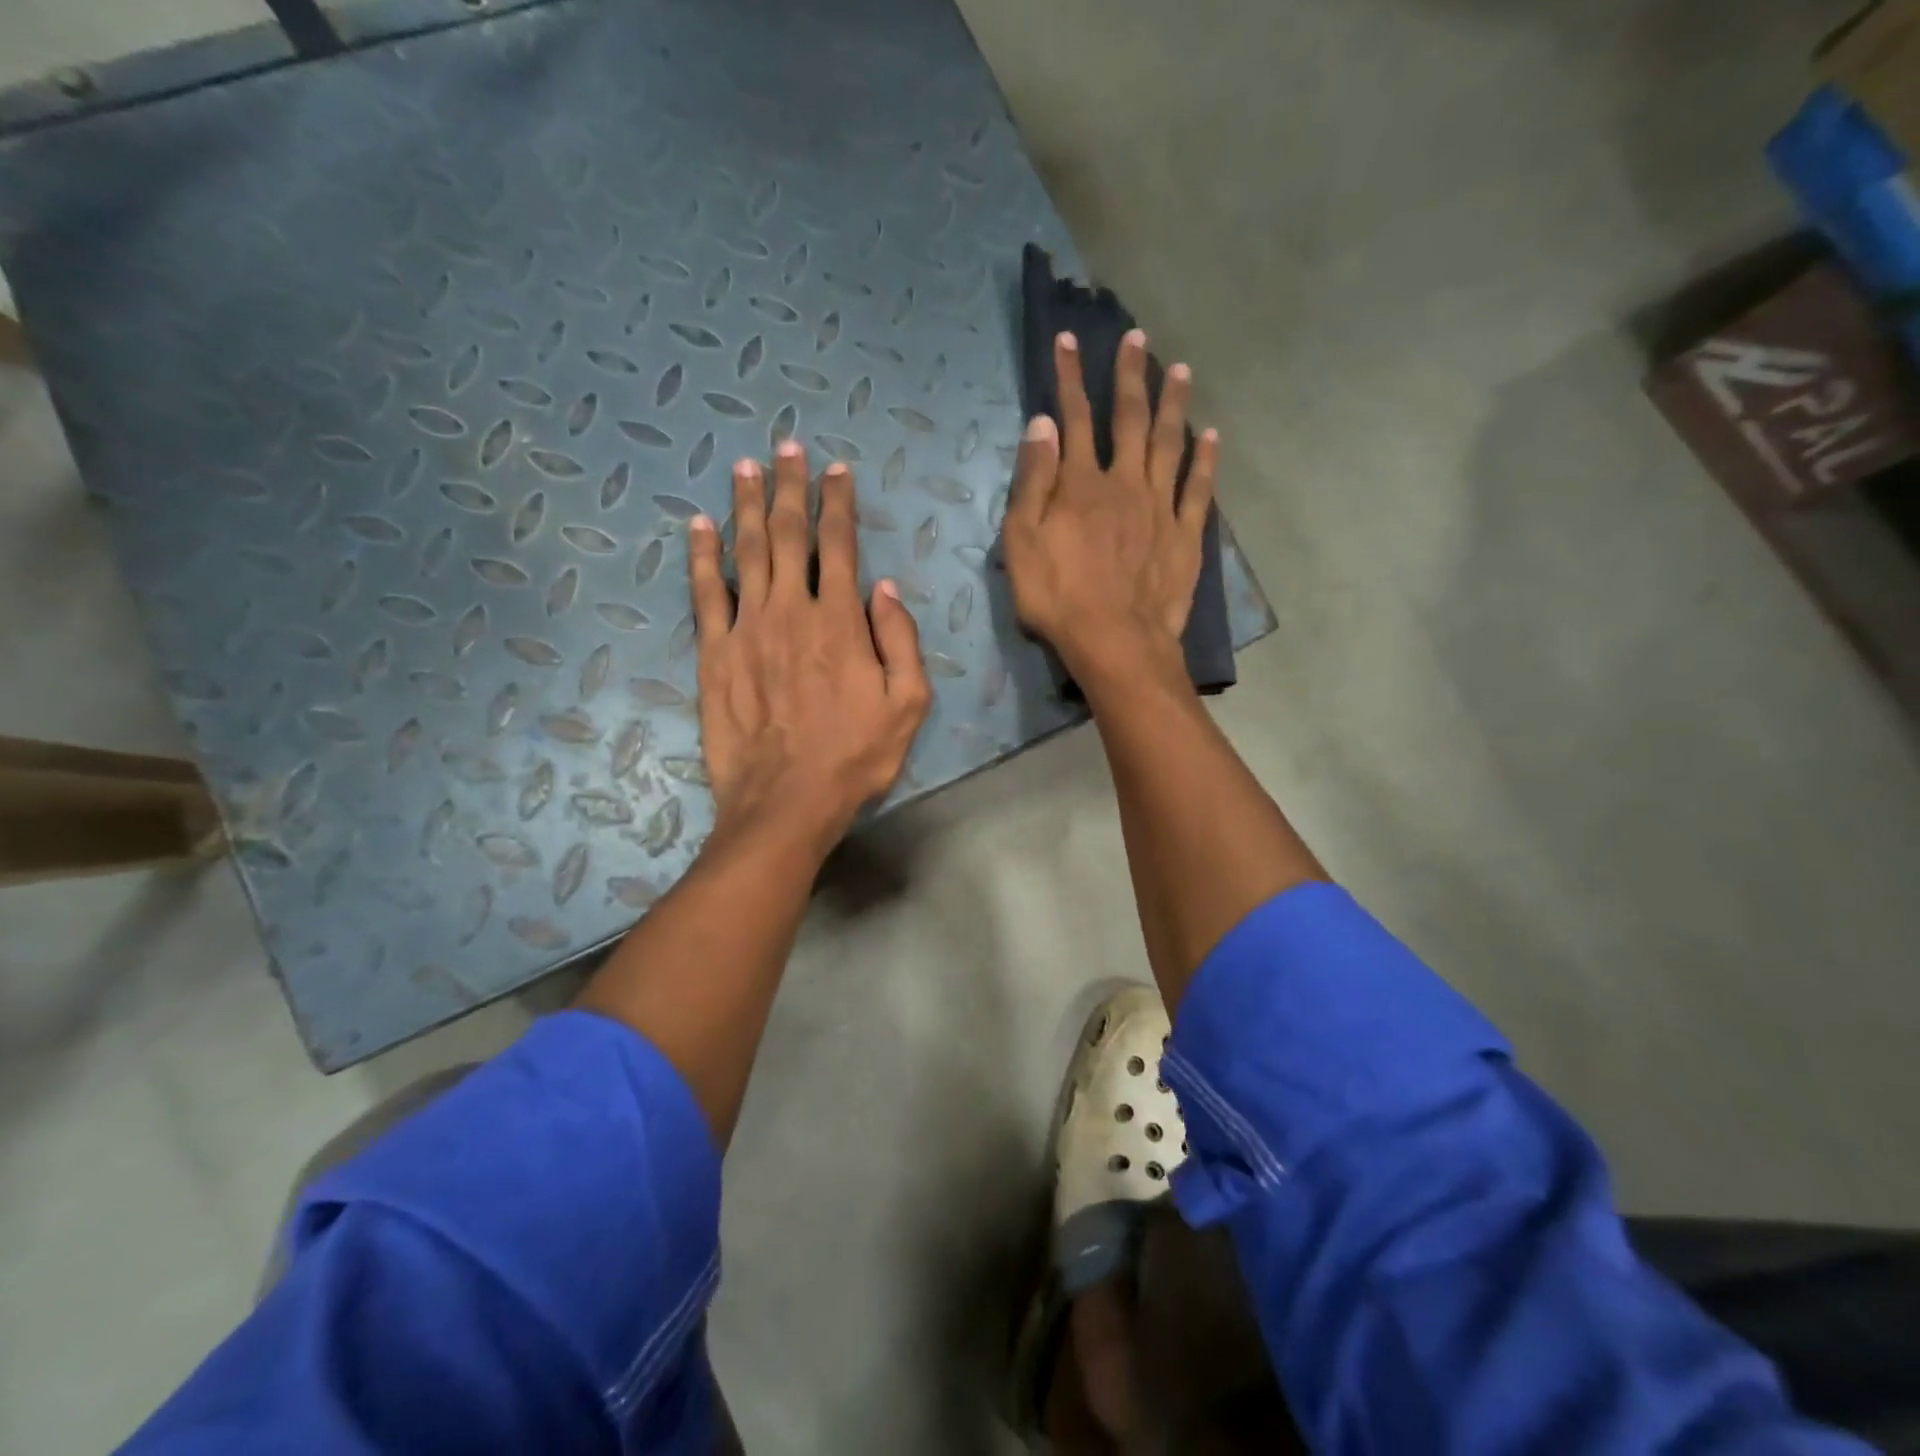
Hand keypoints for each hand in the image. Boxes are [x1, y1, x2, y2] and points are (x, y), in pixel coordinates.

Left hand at [689, 441, 930, 852]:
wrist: (786, 801)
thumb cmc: (854, 756)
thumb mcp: (907, 705)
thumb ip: (901, 640)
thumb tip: (884, 588)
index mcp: (840, 621)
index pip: (840, 545)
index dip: (838, 503)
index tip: (837, 471)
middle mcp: (791, 610)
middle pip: (788, 534)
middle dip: (790, 487)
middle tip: (787, 448)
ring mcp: (746, 628)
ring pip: (745, 551)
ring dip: (746, 505)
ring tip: (745, 467)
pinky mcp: (714, 653)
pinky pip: (704, 592)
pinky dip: (701, 555)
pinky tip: (698, 525)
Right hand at [1002, 329, 1216, 683]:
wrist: (1116, 642)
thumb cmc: (1058, 598)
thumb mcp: (1023, 543)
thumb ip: (1033, 483)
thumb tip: (1043, 424)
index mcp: (1081, 484)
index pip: (1073, 419)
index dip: (1070, 378)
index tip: (1069, 341)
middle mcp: (1125, 483)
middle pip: (1129, 419)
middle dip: (1130, 376)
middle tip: (1137, 338)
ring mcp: (1161, 508)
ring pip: (1169, 443)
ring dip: (1173, 404)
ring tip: (1179, 369)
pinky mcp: (1185, 535)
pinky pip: (1199, 488)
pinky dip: (1205, 459)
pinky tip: (1210, 435)